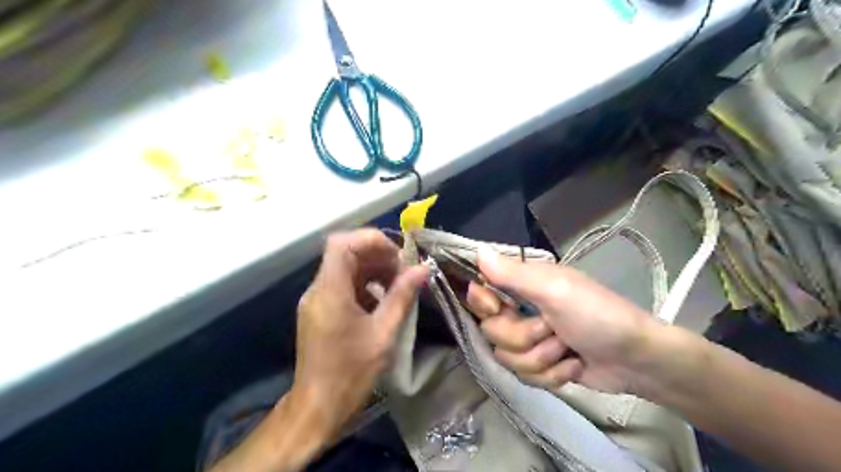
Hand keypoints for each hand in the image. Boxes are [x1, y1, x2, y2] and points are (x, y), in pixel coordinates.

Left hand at [294, 228, 428, 438]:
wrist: (318, 407)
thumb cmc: (351, 372)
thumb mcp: (384, 333)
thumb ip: (402, 296)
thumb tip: (422, 269)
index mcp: (330, 291)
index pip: (342, 243)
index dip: (370, 240)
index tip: (397, 255)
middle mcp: (318, 289)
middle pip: (345, 253)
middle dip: (377, 256)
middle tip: (403, 272)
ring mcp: (317, 300)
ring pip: (345, 269)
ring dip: (373, 270)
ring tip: (398, 285)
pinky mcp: (320, 311)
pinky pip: (343, 285)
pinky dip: (365, 285)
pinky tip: (383, 301)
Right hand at [470, 247, 658, 394]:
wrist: (637, 360)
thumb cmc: (597, 315)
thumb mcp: (554, 291)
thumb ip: (512, 274)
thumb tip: (477, 250)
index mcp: (523, 284)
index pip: (480, 290)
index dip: (484, 304)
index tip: (498, 309)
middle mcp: (522, 309)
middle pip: (491, 330)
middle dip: (523, 337)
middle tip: (551, 329)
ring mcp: (530, 339)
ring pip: (507, 357)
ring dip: (541, 358)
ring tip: (567, 350)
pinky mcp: (540, 364)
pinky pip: (524, 376)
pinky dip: (551, 374)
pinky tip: (573, 365)